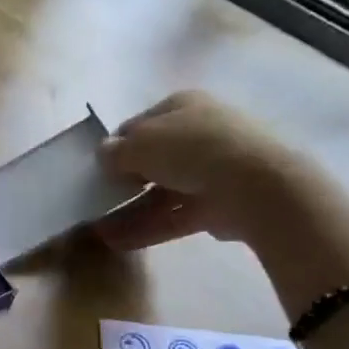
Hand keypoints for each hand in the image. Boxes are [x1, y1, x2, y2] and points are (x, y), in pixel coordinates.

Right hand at [95, 90, 313, 248]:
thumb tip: (104, 155)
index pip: (139, 125)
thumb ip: (116, 151)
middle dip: (121, 182)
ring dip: (128, 211)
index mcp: (182, 106)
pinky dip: (146, 228)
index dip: (115, 146)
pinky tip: (117, 242)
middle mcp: (197, 134)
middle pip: (150, 160)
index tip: (95, 169)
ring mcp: (208, 171)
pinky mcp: (215, 205)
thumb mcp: (142, 143)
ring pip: (159, 192)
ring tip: (97, 231)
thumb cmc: (192, 149)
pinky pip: (172, 216)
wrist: (254, 185)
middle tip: (95, 200)